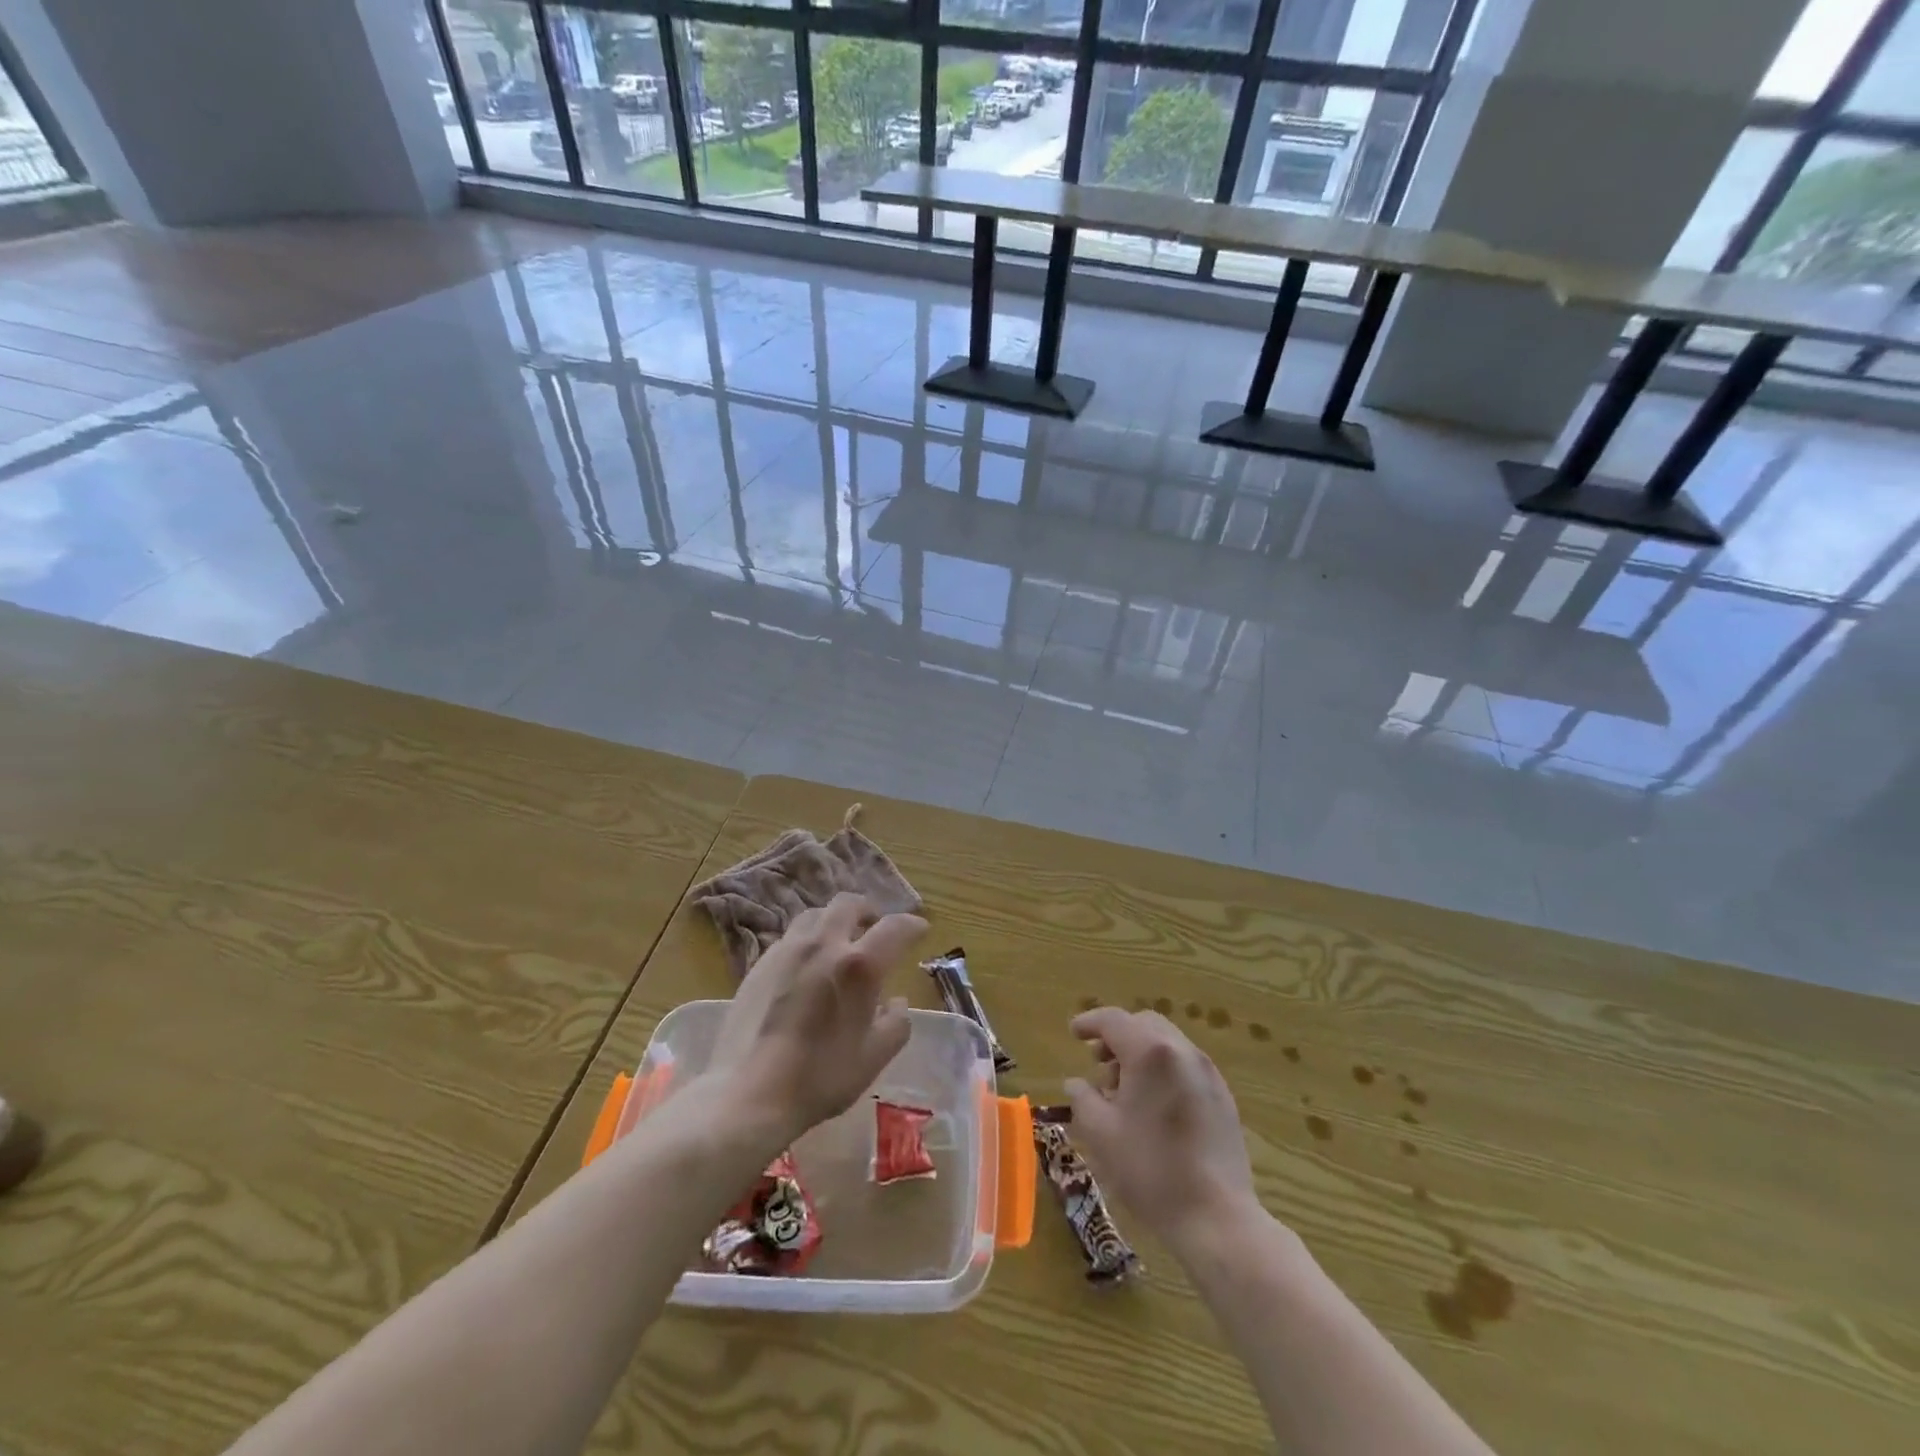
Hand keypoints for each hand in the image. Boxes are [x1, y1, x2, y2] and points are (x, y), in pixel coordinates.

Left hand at [710, 893, 926, 1143]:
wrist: (750, 1093)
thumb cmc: (821, 1077)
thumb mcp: (875, 1057)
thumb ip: (896, 1023)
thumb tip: (896, 1002)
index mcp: (859, 965)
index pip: (895, 927)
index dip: (912, 925)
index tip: (919, 930)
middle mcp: (824, 945)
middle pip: (849, 904)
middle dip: (868, 911)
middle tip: (874, 929)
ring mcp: (787, 951)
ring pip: (815, 915)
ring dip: (834, 921)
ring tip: (838, 943)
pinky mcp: (759, 964)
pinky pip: (790, 938)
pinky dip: (807, 941)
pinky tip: (806, 967)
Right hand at [1065, 1008, 1258, 1249]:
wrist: (1216, 1217)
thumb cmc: (1150, 1169)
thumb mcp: (1101, 1133)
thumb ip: (1082, 1098)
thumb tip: (1076, 1083)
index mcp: (1150, 1052)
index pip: (1114, 1020)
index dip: (1090, 1022)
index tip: (1073, 1032)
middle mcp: (1182, 1051)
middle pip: (1144, 1025)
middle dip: (1117, 1036)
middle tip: (1098, 1062)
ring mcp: (1208, 1073)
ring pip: (1167, 1043)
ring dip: (1140, 1054)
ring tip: (1123, 1091)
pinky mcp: (1223, 1097)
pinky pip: (1185, 1066)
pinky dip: (1163, 1070)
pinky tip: (1153, 1107)